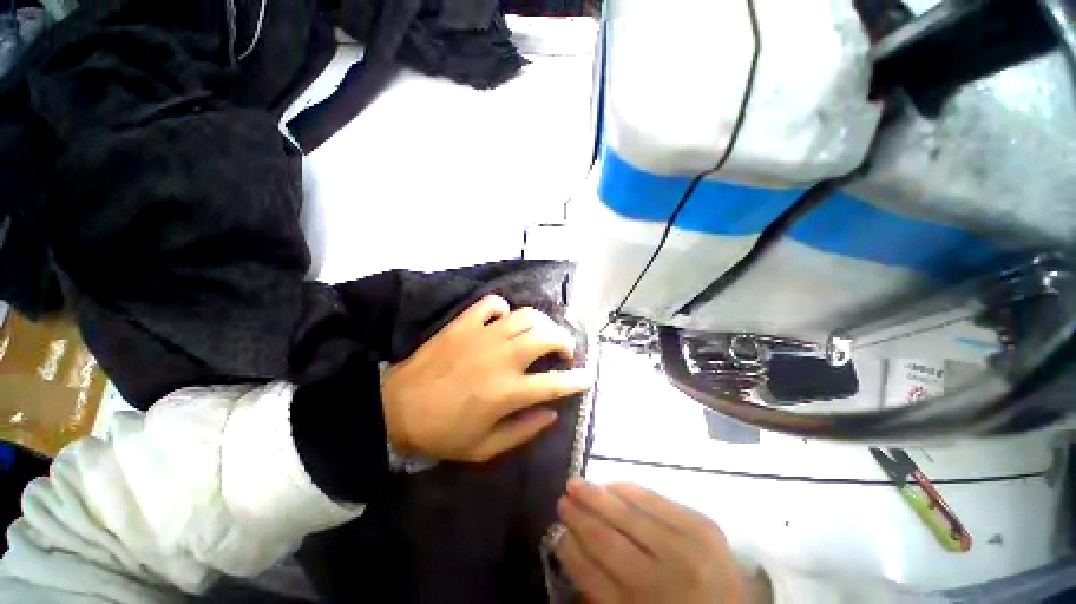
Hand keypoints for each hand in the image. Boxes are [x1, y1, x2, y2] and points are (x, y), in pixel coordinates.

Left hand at [381, 295, 590, 462]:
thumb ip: (523, 431)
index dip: (576, 380)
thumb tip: (552, 413)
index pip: (555, 382)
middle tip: (563, 352)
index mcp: (508, 391)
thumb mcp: (485, 448)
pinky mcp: (464, 324)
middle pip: (547, 337)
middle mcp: (502, 358)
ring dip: (541, 323)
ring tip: (539, 333)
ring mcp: (483, 336)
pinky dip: (503, 308)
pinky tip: (502, 320)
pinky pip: (492, 304)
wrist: (395, 409)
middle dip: (564, 341)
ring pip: (525, 316)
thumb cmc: (442, 432)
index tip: (586, 378)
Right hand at [555, 479, 769, 603]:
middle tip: (562, 497)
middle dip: (580, 516)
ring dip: (597, 496)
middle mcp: (662, 582)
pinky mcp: (703, 525)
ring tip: (576, 483)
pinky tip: (612, 483)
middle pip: (607, 540)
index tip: (555, 530)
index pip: (591, 575)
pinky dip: (629, 489)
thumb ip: (602, 591)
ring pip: (628, 515)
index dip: (570, 549)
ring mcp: (686, 550)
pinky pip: (656, 499)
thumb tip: (571, 545)